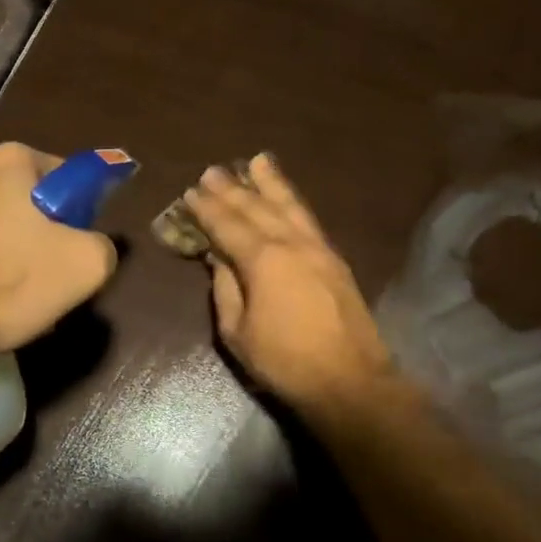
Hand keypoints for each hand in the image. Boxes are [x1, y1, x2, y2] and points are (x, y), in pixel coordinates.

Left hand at [0, 143, 118, 357]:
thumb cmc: (3, 282)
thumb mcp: (84, 267)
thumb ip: (102, 245)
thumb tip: (91, 245)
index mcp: (12, 158)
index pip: (65, 178)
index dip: (75, 216)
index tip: (69, 250)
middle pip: (21, 198)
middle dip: (33, 231)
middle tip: (38, 277)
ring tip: (0, 293)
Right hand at [185, 154, 394, 411]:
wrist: (350, 381)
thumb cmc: (284, 361)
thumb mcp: (237, 332)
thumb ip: (225, 289)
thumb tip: (218, 259)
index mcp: (263, 260)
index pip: (228, 226)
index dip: (207, 209)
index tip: (190, 192)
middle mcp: (291, 244)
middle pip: (257, 208)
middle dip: (232, 189)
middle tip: (212, 171)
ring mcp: (318, 249)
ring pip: (289, 206)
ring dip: (270, 183)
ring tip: (256, 161)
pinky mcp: (335, 260)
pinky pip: (308, 219)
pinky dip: (294, 202)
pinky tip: (287, 197)